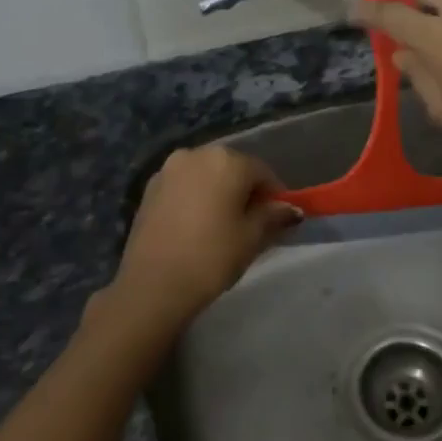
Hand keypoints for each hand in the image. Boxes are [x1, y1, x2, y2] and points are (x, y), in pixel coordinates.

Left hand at [91, 146, 299, 344]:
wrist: (152, 286)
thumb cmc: (211, 257)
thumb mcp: (252, 238)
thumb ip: (274, 216)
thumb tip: (291, 209)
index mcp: (226, 160)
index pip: (262, 172)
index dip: (275, 196)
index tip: (279, 220)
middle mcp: (196, 154)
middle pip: (232, 169)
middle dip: (245, 191)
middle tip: (252, 224)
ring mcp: (168, 169)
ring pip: (206, 177)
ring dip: (219, 194)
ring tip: (222, 226)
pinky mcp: (149, 189)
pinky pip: (184, 187)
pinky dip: (195, 199)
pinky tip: (197, 227)